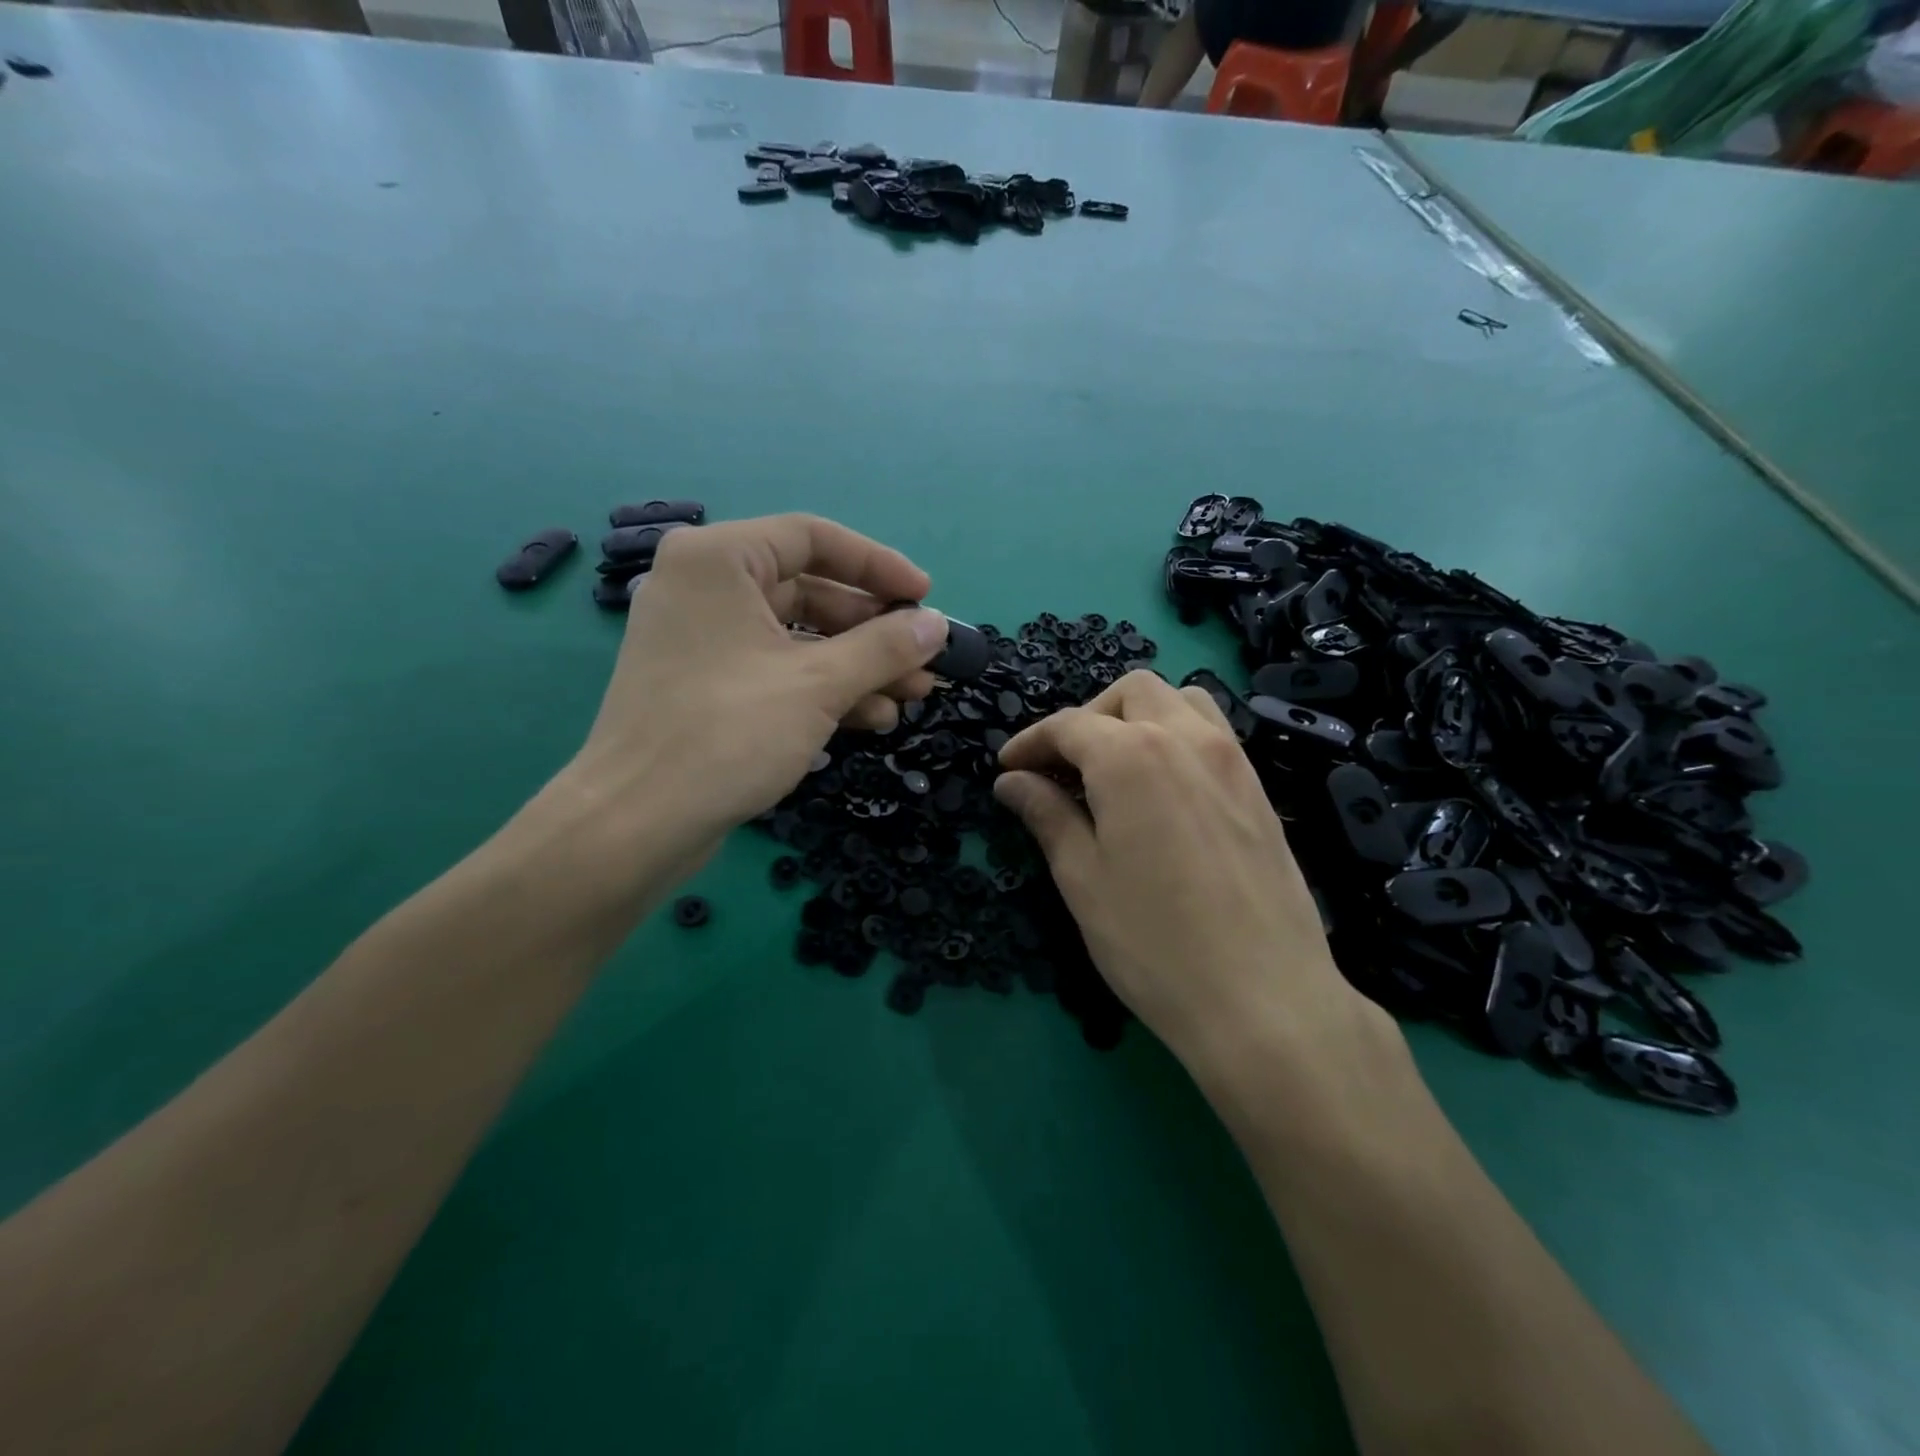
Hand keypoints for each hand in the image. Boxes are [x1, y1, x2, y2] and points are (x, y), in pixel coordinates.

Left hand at [563, 514, 947, 875]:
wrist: (637, 823)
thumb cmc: (727, 734)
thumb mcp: (819, 685)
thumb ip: (885, 648)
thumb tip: (938, 626)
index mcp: (719, 560)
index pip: (814, 538)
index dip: (879, 566)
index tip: (925, 599)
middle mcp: (705, 587)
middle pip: (810, 590)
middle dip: (874, 630)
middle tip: (924, 659)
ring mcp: (704, 638)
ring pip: (798, 636)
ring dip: (858, 664)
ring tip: (912, 695)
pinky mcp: (707, 684)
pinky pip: (777, 668)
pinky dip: (823, 687)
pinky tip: (870, 718)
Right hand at [993, 671, 1386, 1075]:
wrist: (1264, 1000)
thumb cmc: (1154, 943)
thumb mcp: (1082, 879)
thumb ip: (1046, 815)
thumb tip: (1011, 781)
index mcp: (1131, 756)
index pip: (1069, 725)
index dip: (1030, 742)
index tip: (1007, 767)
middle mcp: (1185, 739)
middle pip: (1129, 693)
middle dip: (1088, 718)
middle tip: (1063, 768)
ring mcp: (1231, 760)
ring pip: (1180, 701)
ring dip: (1138, 717)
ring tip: (1114, 768)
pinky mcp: (1259, 789)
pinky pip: (1213, 733)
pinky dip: (1176, 736)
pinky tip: (1162, 790)